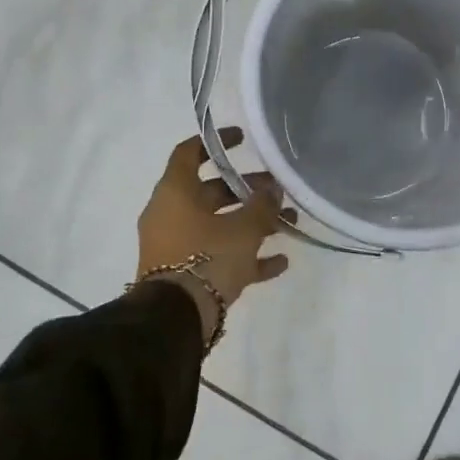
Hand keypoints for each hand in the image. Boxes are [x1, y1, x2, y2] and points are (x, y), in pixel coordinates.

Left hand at [136, 130, 291, 337]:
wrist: (174, 320)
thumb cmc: (206, 259)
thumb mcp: (242, 229)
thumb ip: (261, 206)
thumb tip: (273, 191)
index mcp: (175, 192)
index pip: (189, 152)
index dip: (216, 142)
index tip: (242, 139)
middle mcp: (171, 214)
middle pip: (211, 192)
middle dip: (247, 190)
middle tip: (279, 191)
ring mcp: (176, 246)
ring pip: (218, 226)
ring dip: (252, 224)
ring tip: (289, 224)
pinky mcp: (184, 275)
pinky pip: (218, 257)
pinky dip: (245, 256)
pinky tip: (280, 262)